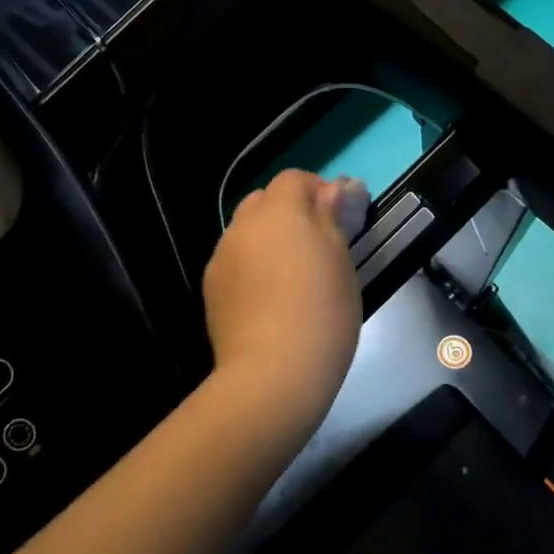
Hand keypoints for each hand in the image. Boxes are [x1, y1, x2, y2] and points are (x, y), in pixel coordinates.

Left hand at [202, 170, 363, 441]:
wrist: (273, 374)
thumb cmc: (322, 311)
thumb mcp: (341, 260)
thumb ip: (333, 217)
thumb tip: (336, 188)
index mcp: (279, 211)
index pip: (294, 179)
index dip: (317, 189)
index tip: (339, 216)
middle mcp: (243, 226)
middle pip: (263, 201)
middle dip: (288, 212)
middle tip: (317, 244)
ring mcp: (221, 258)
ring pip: (246, 232)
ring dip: (268, 239)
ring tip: (292, 275)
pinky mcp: (211, 289)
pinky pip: (234, 262)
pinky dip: (251, 266)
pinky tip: (269, 298)